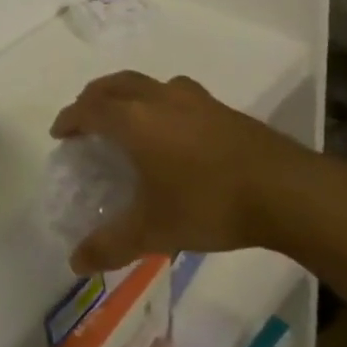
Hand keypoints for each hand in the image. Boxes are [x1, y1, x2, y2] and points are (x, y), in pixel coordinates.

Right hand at [51, 71, 313, 272]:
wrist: (286, 190)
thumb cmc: (209, 204)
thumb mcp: (155, 231)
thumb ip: (111, 244)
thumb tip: (75, 262)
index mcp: (134, 120)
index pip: (89, 109)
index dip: (70, 119)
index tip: (60, 133)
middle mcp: (157, 98)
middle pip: (114, 85)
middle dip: (93, 98)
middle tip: (85, 119)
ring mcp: (191, 98)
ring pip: (145, 83)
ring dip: (125, 94)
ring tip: (125, 117)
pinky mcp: (219, 107)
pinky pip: (173, 93)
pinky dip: (157, 101)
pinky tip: (171, 127)